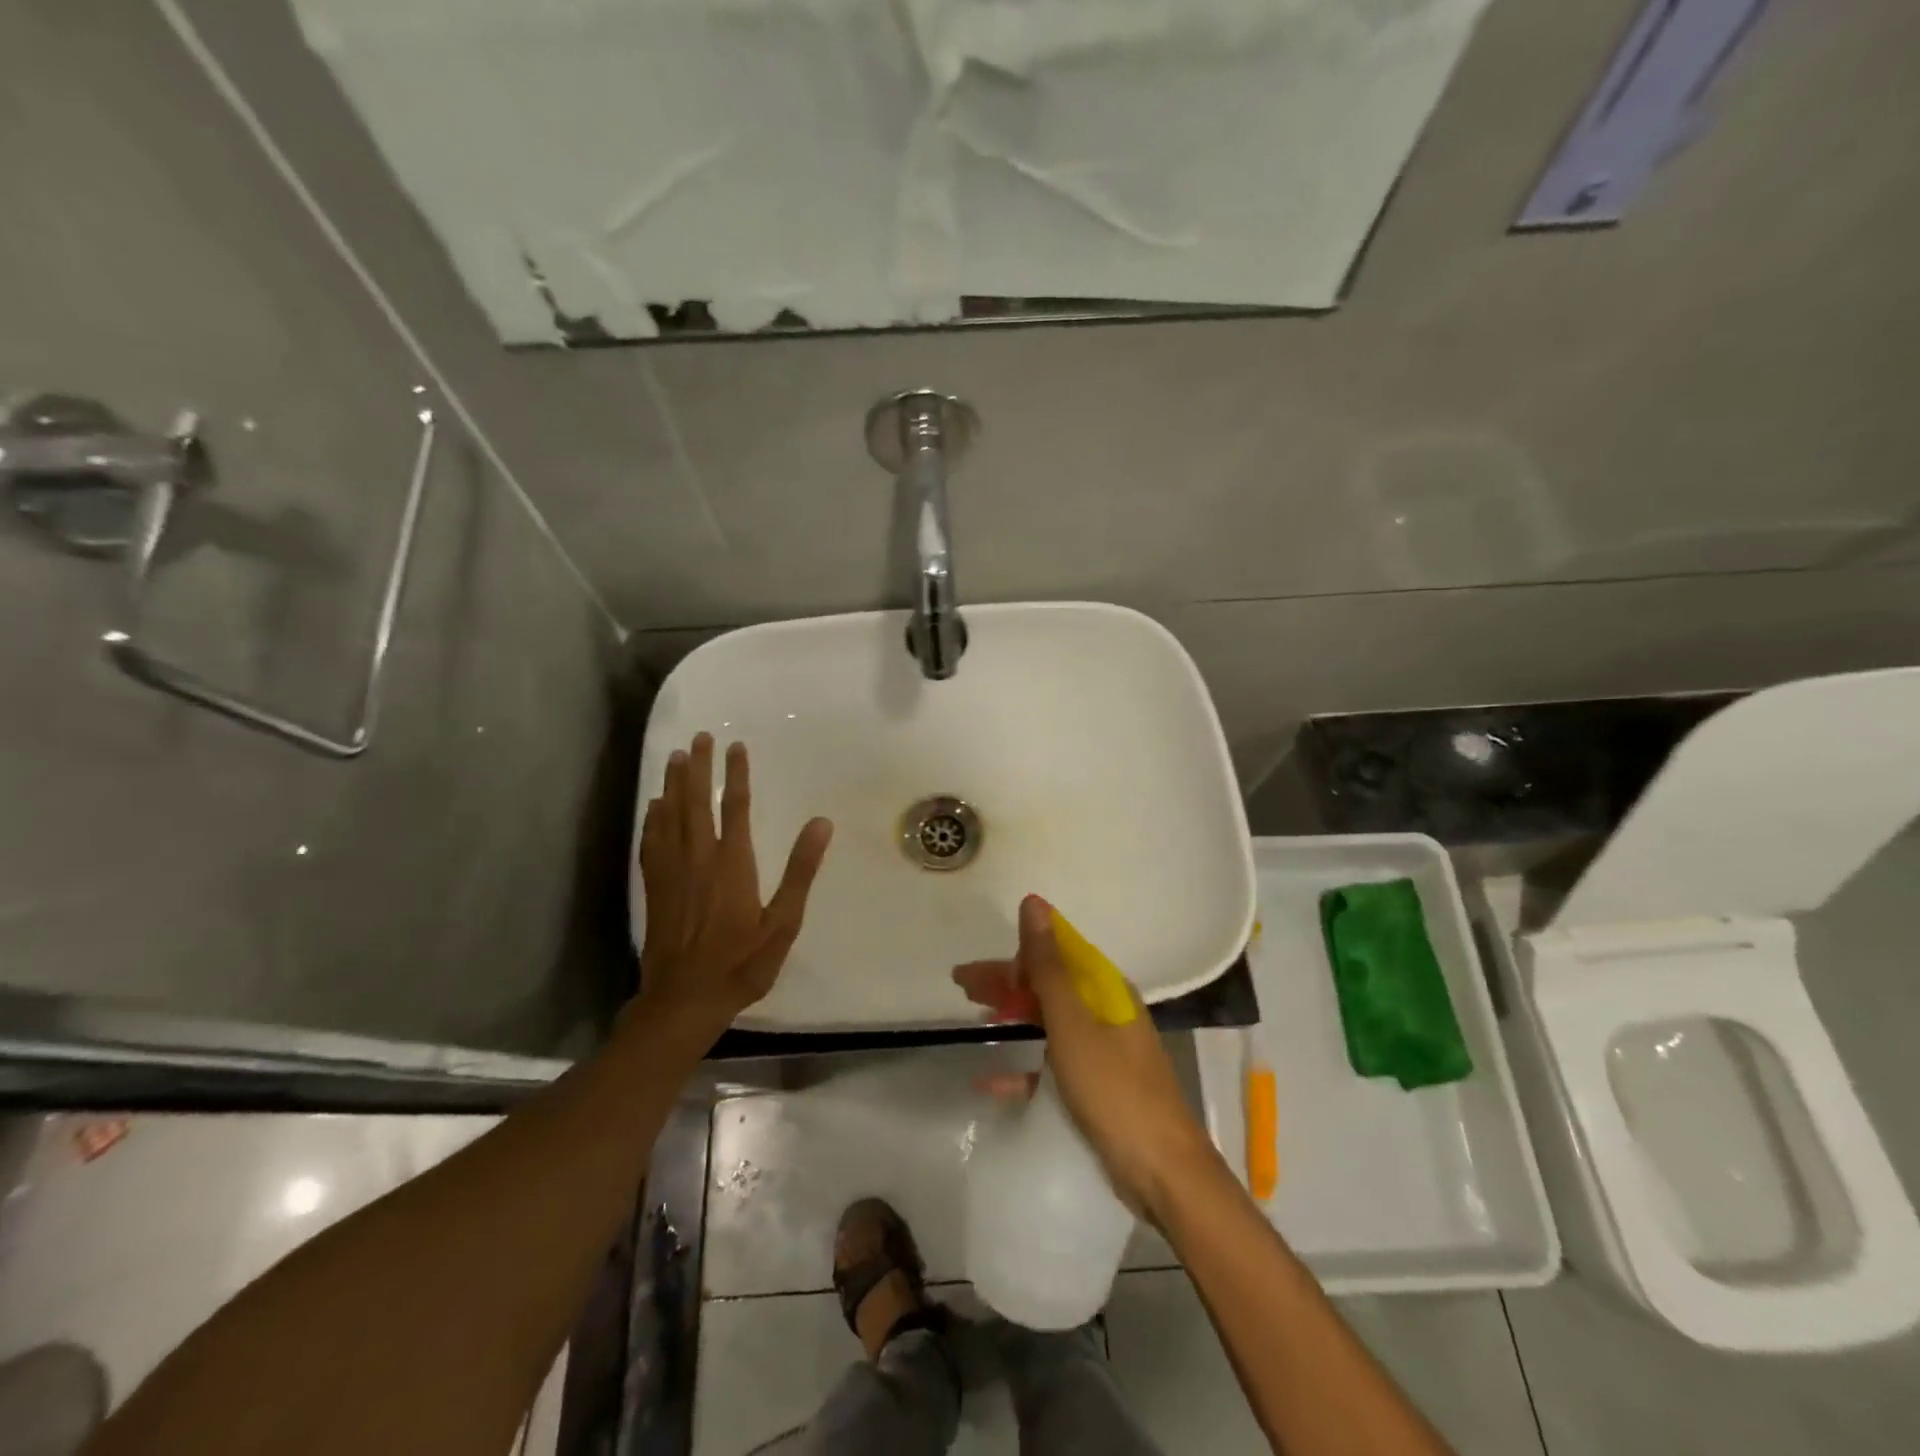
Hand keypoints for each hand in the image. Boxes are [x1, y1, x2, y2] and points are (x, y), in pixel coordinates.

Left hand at [633, 733, 832, 1045]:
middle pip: (696, 802)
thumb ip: (801, 871)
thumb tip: (821, 823)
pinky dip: (653, 817)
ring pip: (670, 816)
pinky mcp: (655, 887)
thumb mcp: (783, 922)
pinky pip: (652, 840)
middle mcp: (699, 858)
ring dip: (673, 784)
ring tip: (675, 757)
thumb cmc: (741, 963)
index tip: (736, 746)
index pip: (736, 807)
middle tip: (699, 738)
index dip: (737, 774)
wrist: (684, 1000)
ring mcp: (672, 872)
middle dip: (698, 768)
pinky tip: (654, 806)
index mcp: (732, 863)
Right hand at [954, 895, 1219, 1221]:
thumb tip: (1034, 904)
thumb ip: (1048, 967)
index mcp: (1105, 989)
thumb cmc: (1115, 1090)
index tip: (979, 969)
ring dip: (1013, 1015)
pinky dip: (1024, 1067)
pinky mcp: (1097, 1086)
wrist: (1164, 1173)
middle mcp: (1105, 1012)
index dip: (1017, 954)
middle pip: (1049, 985)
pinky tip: (991, 1081)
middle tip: (962, 986)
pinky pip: (1053, 1065)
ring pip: (1049, 1020)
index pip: (1057, 953)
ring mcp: (1102, 1050)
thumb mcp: (1073, 1024)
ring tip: (974, 1016)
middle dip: (1006, 983)